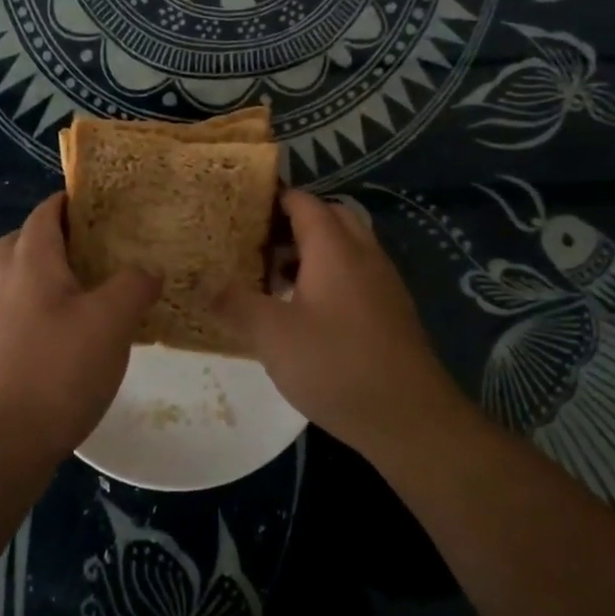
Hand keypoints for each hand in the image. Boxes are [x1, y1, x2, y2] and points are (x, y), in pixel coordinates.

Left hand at [0, 192, 160, 455]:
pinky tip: (84, 329)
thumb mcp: (111, 320)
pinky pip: (27, 310)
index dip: (71, 200)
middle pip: (22, 241)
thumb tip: (150, 268)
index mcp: (32, 260)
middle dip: (54, 235)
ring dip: (51, 273)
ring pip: (22, 277)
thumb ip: (134, 285)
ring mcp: (3, 319)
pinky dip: (51, 307)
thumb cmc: (58, 367)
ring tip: (93, 285)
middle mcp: (10, 282)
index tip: (104, 201)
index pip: (46, 212)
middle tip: (92, 243)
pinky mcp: (5, 352)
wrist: (4, 440)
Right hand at [214, 189, 461, 456]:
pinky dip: (331, 275)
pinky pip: (358, 272)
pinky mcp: (392, 310)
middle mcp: (363, 253)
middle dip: (293, 223)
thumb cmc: (335, 365)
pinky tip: (309, 311)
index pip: (303, 202)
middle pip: (329, 217)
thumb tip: (204, 282)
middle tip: (258, 243)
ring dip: (313, 251)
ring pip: (346, 246)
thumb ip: (236, 304)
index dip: (273, 198)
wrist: (410, 417)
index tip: (241, 208)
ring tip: (276, 278)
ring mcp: (383, 281)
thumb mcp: (272, 336)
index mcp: (333, 247)